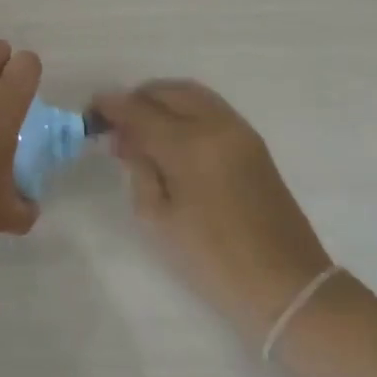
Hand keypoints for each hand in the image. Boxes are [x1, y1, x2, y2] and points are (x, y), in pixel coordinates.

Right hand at [90, 81, 331, 348]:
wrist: (286, 284)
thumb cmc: (213, 258)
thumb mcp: (159, 218)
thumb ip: (139, 169)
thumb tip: (126, 140)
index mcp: (190, 146)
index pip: (140, 111)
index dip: (112, 107)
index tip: (91, 110)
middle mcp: (216, 126)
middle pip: (166, 92)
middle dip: (136, 99)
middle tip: (116, 121)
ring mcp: (239, 130)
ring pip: (191, 93)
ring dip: (161, 100)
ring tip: (141, 125)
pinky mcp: (252, 141)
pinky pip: (209, 107)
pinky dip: (184, 108)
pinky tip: (170, 133)